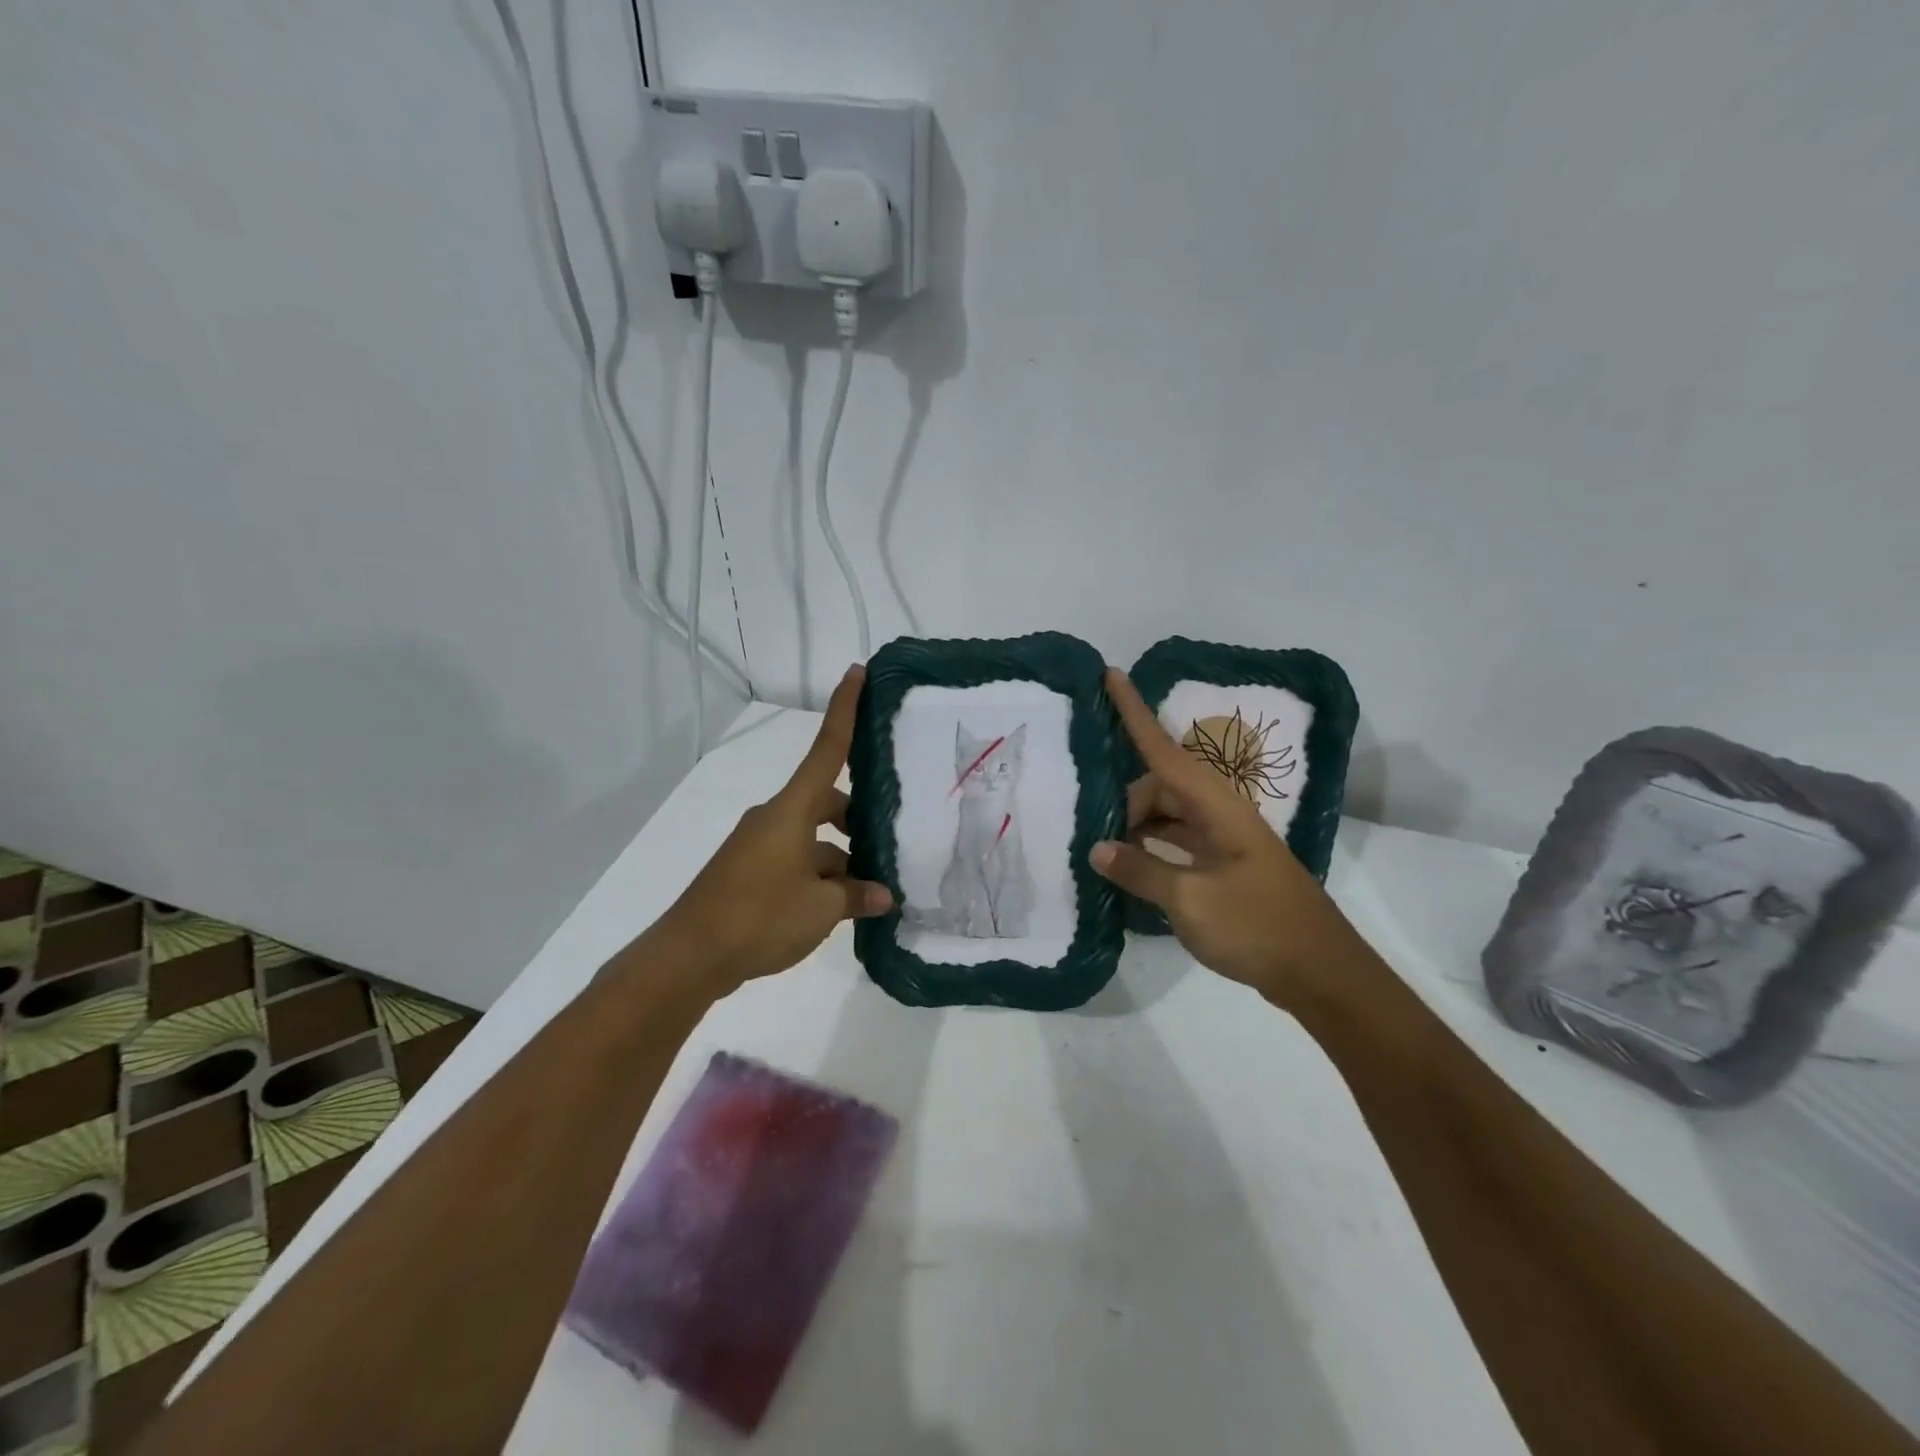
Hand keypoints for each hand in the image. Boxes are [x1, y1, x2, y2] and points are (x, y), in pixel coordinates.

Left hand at [652, 666, 892, 995]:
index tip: (857, 671)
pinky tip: (839, 908)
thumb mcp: (821, 908)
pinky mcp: (749, 871)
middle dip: (856, 818)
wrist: (689, 956)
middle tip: (889, 842)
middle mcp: (775, 818)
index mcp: (793, 810)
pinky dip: (818, 875)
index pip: (828, 749)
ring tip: (870, 890)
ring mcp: (759, 845)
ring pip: (812, 837)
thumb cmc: (760, 917)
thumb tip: (883, 895)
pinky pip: (795, 859)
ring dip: (839, 856)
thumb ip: (857, 895)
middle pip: (826, 800)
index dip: (845, 709)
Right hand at [1090, 669, 1358, 1006]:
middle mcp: (1219, 814)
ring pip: (1167, 816)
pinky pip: (1177, 842)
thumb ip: (1141, 870)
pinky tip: (1128, 868)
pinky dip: (1151, 848)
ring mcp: (1223, 841)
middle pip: (1160, 787)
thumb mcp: (1190, 900)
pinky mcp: (1224, 868)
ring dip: (1136, 827)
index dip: (1134, 713)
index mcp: (1216, 807)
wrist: (1319, 972)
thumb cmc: (1256, 926)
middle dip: (1123, 801)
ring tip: (1099, 847)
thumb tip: (1098, 849)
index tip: (1111, 675)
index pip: (1163, 751)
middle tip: (1089, 830)